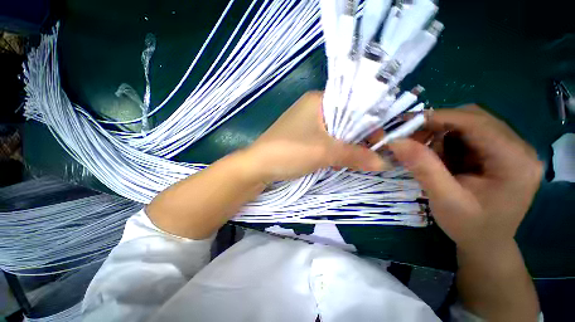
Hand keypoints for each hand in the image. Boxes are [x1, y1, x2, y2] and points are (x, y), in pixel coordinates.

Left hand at [244, 91, 387, 182]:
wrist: (258, 166)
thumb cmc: (290, 152)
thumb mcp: (325, 152)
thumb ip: (355, 155)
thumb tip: (383, 163)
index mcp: (318, 100)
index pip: (353, 103)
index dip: (369, 121)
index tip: (380, 140)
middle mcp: (312, 107)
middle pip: (344, 118)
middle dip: (357, 136)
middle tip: (370, 153)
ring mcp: (306, 122)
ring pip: (335, 131)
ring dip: (345, 145)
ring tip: (355, 159)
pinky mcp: (302, 136)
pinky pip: (324, 139)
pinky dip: (333, 149)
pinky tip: (337, 161)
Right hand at [387, 105, 542, 251]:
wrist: (486, 243)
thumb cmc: (469, 227)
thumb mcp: (444, 199)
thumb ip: (423, 167)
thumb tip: (396, 141)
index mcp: (516, 161)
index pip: (476, 122)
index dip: (439, 117)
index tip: (405, 122)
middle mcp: (520, 148)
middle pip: (474, 118)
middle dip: (438, 125)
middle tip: (411, 139)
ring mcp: (512, 149)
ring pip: (470, 124)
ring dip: (441, 133)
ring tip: (425, 152)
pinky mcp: (501, 153)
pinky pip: (469, 135)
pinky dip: (447, 141)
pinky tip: (439, 157)